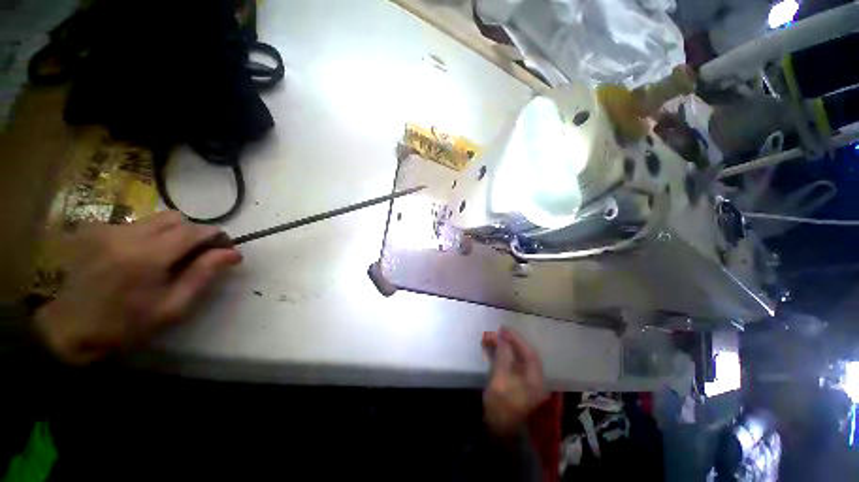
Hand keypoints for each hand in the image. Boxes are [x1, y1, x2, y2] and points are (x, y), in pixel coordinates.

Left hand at [34, 211, 241, 364]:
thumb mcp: (173, 307)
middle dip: (194, 233)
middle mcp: (127, 235)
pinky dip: (151, 236)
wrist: (71, 329)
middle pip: (176, 218)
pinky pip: (137, 224)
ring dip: (172, 233)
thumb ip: (203, 275)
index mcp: (147, 256)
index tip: (226, 249)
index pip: (194, 231)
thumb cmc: (127, 325)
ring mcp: (108, 230)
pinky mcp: (96, 230)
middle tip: (198, 255)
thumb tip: (234, 253)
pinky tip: (142, 257)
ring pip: (156, 219)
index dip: (216, 236)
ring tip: (169, 258)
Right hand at [481, 327, 545, 438]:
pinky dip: (502, 355)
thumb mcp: (500, 381)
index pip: (529, 354)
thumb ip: (503, 357)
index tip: (504, 330)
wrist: (497, 430)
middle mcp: (532, 379)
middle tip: (497, 332)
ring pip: (516, 358)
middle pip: (523, 355)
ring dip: (504, 348)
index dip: (517, 340)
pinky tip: (491, 348)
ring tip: (491, 338)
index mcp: (534, 380)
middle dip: (510, 342)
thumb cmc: (500, 406)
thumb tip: (503, 337)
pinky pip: (510, 364)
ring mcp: (524, 381)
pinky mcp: (515, 382)